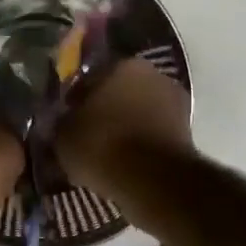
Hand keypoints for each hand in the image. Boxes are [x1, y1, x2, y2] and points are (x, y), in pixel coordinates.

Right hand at [56, 58, 194, 196]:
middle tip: (84, 135)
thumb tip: (59, 120)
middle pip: (118, 92)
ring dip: (124, 127)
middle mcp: (152, 74)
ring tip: (104, 153)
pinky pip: (152, 134)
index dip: (74, 99)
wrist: (152, 180)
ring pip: (138, 112)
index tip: (65, 118)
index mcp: (120, 64)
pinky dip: (140, 144)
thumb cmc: (101, 145)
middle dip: (104, 110)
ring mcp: (175, 101)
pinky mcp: (187, 131)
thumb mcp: (62, 134)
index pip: (89, 77)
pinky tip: (124, 163)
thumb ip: (60, 121)